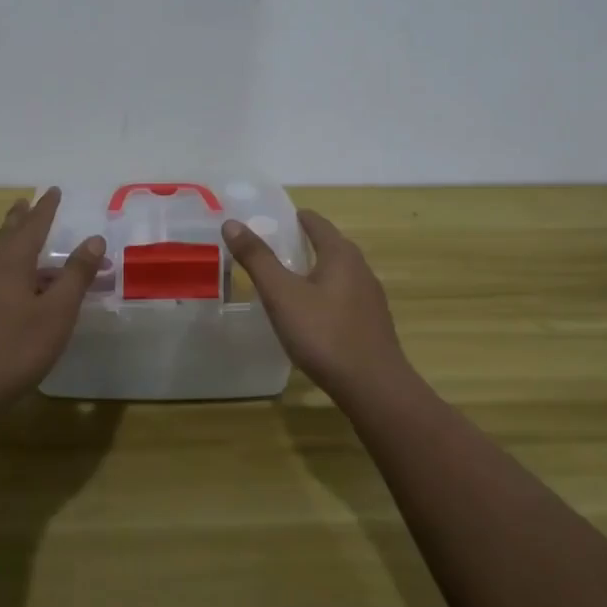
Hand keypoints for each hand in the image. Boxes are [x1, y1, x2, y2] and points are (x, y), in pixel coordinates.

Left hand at [0, 188, 105, 424]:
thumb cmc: (13, 349)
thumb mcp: (56, 313)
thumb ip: (75, 275)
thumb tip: (94, 239)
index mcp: (10, 263)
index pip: (33, 226)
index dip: (46, 208)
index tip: (54, 190)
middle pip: (6, 236)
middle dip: (20, 219)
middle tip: (25, 203)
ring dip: (9, 244)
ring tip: (19, 240)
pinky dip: (3, 270)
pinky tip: (6, 289)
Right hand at [222, 210, 410, 405]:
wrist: (374, 388)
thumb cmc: (324, 334)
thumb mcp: (281, 294)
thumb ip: (257, 258)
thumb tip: (232, 223)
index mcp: (340, 253)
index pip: (315, 222)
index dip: (292, 218)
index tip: (268, 222)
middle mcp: (360, 268)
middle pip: (328, 245)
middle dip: (301, 244)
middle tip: (269, 251)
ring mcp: (370, 298)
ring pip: (337, 273)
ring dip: (313, 271)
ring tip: (285, 282)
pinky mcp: (372, 324)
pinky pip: (343, 297)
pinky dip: (324, 295)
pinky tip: (309, 316)